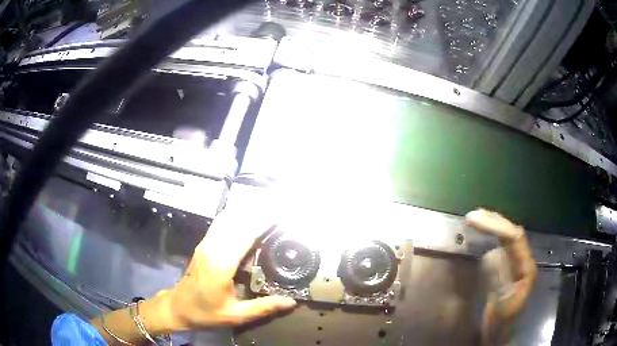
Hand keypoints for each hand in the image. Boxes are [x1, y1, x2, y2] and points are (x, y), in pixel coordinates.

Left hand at [158, 206, 297, 330]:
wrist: (178, 307)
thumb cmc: (206, 313)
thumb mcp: (236, 315)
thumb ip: (264, 307)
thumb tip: (291, 302)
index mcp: (221, 264)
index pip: (246, 234)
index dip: (264, 222)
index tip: (283, 215)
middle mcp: (213, 248)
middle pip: (237, 221)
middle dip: (259, 211)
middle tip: (281, 208)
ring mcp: (206, 244)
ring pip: (227, 218)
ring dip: (247, 210)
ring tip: (268, 207)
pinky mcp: (203, 244)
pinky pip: (220, 223)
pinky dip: (235, 214)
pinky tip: (246, 213)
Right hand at [466, 209, 536, 344]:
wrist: (500, 331)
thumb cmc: (503, 321)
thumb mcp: (504, 308)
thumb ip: (502, 285)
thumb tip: (491, 258)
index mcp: (525, 266)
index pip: (514, 238)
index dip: (496, 225)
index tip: (475, 221)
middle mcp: (522, 259)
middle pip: (511, 232)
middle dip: (493, 221)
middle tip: (471, 217)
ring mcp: (514, 262)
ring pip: (506, 236)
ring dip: (492, 224)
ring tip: (474, 219)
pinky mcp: (506, 266)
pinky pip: (500, 244)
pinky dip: (489, 235)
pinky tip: (480, 233)